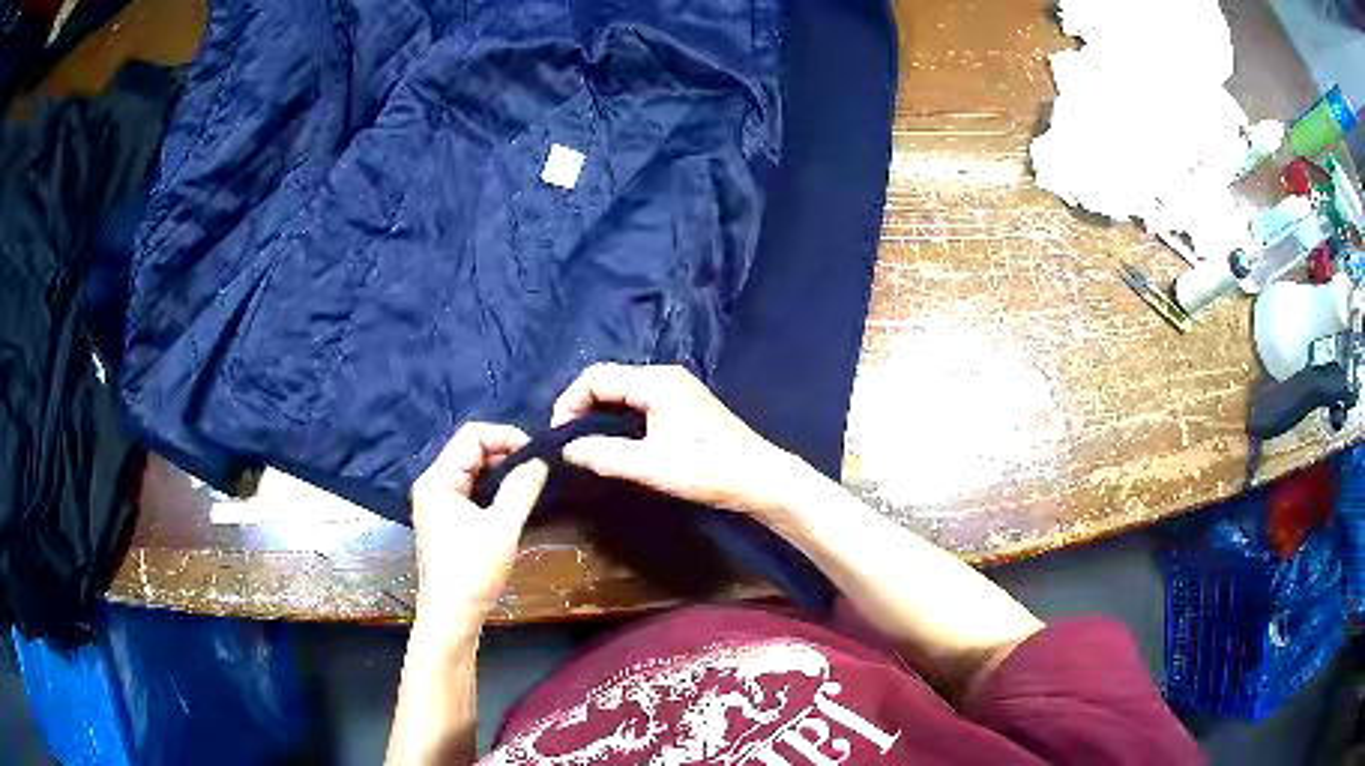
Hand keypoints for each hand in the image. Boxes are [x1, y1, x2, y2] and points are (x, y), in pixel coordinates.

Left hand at [410, 423, 547, 618]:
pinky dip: (493, 490)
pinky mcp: (446, 521)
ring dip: (501, 473)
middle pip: (470, 451)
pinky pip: (471, 491)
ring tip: (532, 484)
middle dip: (505, 453)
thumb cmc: (472, 572)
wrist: (452, 617)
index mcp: (437, 479)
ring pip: (472, 472)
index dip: (506, 437)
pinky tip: (515, 502)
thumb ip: (521, 488)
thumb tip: (540, 460)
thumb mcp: (502, 528)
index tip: (537, 455)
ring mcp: (438, 504)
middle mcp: (433, 485)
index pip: (472, 436)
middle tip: (539, 470)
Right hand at [553, 364, 810, 517]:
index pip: (595, 377)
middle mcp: (665, 376)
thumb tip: (567, 450)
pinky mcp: (685, 405)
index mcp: (655, 381)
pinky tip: (618, 444)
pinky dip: (620, 418)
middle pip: (609, 381)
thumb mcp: (650, 466)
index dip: (569, 402)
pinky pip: (640, 402)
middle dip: (582, 407)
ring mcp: (678, 389)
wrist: (760, 477)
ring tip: (587, 446)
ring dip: (601, 414)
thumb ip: (604, 455)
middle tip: (569, 442)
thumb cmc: (707, 468)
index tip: (558, 436)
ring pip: (624, 392)